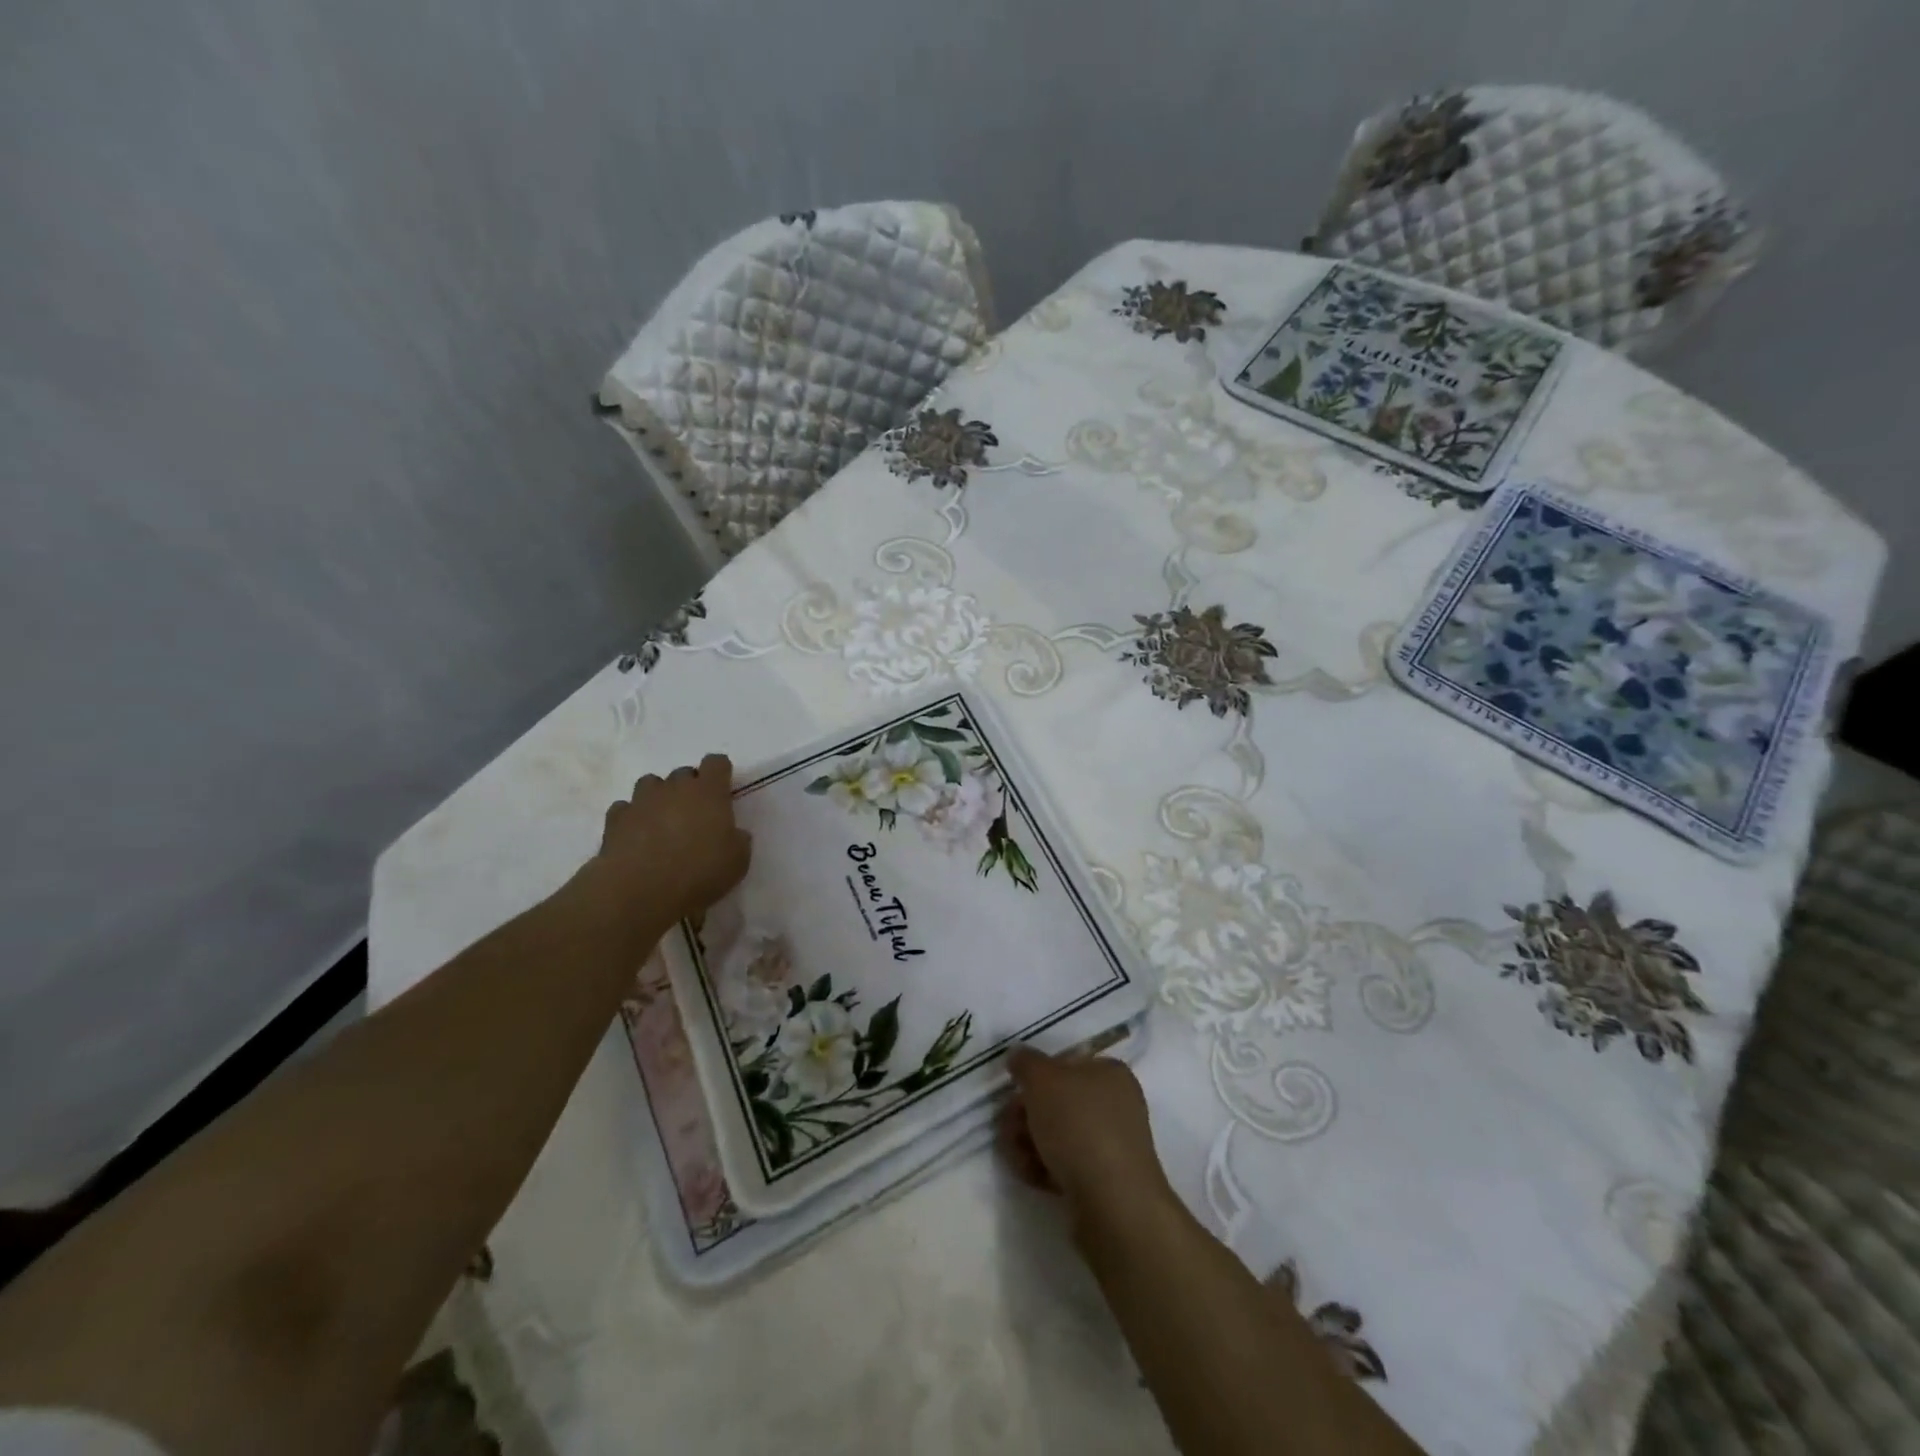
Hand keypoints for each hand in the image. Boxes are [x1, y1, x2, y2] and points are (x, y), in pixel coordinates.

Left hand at [581, 755, 751, 931]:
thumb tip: (733, 833)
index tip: (722, 790)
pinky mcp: (615, 819)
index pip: (716, 763)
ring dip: (659, 796)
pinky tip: (636, 836)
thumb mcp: (738, 861)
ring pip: (651, 783)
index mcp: (709, 792)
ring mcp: (642, 801)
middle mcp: (674, 788)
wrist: (641, 891)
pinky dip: (632, 817)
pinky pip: (625, 808)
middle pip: (684, 772)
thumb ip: (738, 839)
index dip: (720, 773)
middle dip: (690, 788)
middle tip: (694, 815)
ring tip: (663, 821)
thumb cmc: (699, 873)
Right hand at [998, 1047, 1174, 1232]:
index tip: (1014, 1091)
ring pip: (1057, 1135)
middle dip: (1025, 1114)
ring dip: (1028, 1142)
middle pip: (1056, 1101)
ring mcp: (1110, 1145)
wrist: (1113, 1203)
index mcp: (1109, 1073)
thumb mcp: (1043, 1079)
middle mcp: (1114, 1105)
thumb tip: (1017, 1055)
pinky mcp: (1102, 1181)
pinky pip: (1064, 1165)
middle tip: (1007, 1127)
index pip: (1065, 1064)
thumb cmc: (1079, 1125)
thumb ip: (1026, 1062)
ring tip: (1016, 1156)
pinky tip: (1030, 1175)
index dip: (1035, 1076)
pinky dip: (1043, 1167)